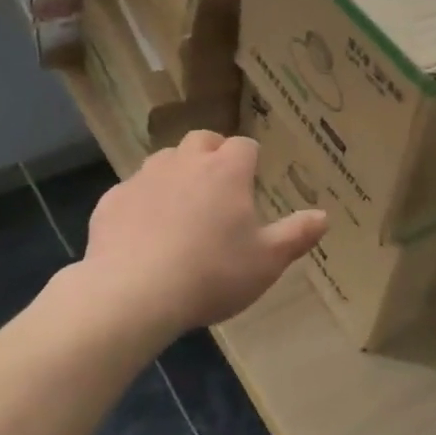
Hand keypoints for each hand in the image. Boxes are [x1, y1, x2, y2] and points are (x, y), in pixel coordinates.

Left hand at [80, 132, 326, 334]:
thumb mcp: (267, 261)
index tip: (253, 180)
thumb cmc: (211, 273)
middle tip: (218, 186)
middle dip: (212, 154)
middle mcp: (185, 162)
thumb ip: (297, 235)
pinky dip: (141, 202)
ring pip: (164, 160)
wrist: (133, 293)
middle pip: (202, 140)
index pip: (244, 145)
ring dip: (176, 173)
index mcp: (226, 170)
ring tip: (181, 207)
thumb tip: (323, 216)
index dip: (250, 160)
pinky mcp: (112, 200)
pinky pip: (132, 191)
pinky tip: (143, 233)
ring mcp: (144, 178)